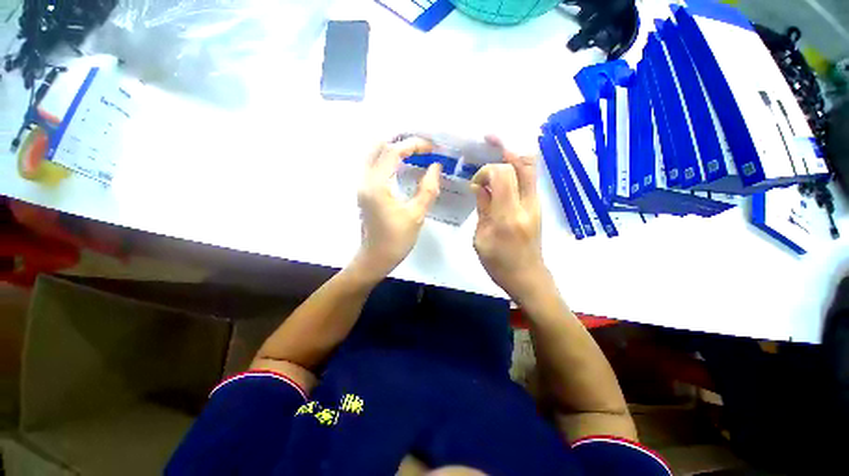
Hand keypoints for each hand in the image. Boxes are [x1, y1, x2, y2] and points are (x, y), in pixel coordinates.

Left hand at [356, 137, 441, 279]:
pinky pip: (374, 165)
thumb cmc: (396, 240)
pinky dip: (388, 159)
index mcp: (376, 185)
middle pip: (379, 147)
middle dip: (402, 142)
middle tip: (422, 147)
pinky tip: (403, 165)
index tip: (432, 148)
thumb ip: (428, 188)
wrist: (375, 258)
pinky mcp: (364, 191)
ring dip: (394, 149)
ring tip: (415, 152)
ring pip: (374, 154)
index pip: (393, 152)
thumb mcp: (416, 215)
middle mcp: (365, 180)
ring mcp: (362, 185)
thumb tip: (436, 166)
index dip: (413, 145)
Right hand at [471, 137, 548, 300]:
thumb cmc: (499, 263)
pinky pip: (528, 179)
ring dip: (513, 154)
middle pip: (523, 164)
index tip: (476, 184)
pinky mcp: (537, 206)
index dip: (486, 171)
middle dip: (505, 148)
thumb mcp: (481, 239)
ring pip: (530, 168)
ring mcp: (536, 205)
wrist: (527, 276)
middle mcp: (527, 206)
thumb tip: (480, 186)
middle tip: (490, 139)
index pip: (502, 175)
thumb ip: (482, 208)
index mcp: (507, 217)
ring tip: (497, 146)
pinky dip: (516, 167)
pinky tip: (503, 167)